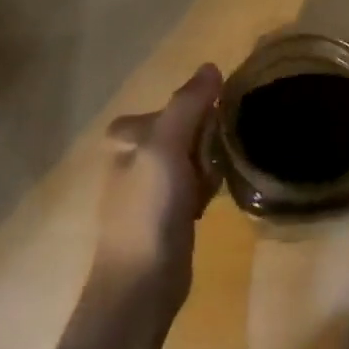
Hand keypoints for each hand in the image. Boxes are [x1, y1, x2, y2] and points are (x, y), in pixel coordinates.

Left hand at [97, 64, 223, 311]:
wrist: (141, 283)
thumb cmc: (150, 209)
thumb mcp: (166, 147)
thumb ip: (188, 104)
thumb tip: (211, 66)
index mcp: (128, 137)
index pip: (177, 106)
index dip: (203, 114)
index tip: (220, 127)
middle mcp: (135, 157)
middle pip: (188, 131)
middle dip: (208, 141)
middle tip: (219, 160)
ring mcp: (151, 187)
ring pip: (194, 158)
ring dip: (211, 165)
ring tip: (219, 181)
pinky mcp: (167, 213)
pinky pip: (196, 184)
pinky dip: (208, 188)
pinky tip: (213, 202)